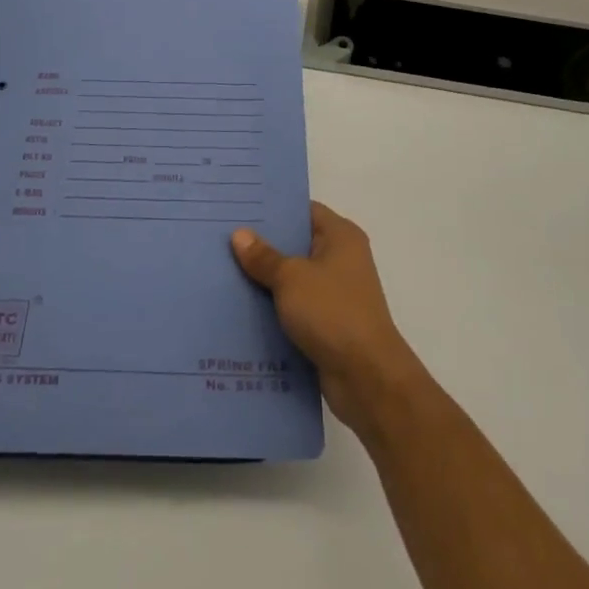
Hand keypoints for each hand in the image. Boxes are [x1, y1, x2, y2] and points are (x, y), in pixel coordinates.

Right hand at [231, 202, 429, 433]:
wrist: (367, 378)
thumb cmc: (332, 313)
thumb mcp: (291, 278)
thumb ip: (264, 257)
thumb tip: (239, 234)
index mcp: (341, 236)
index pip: (303, 210)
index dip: (272, 210)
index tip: (238, 209)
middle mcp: (341, 259)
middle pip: (296, 244)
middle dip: (262, 246)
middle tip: (222, 240)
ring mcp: (336, 294)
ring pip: (292, 279)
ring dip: (265, 281)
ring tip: (222, 273)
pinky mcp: (328, 325)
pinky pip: (295, 308)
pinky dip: (273, 309)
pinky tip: (240, 310)